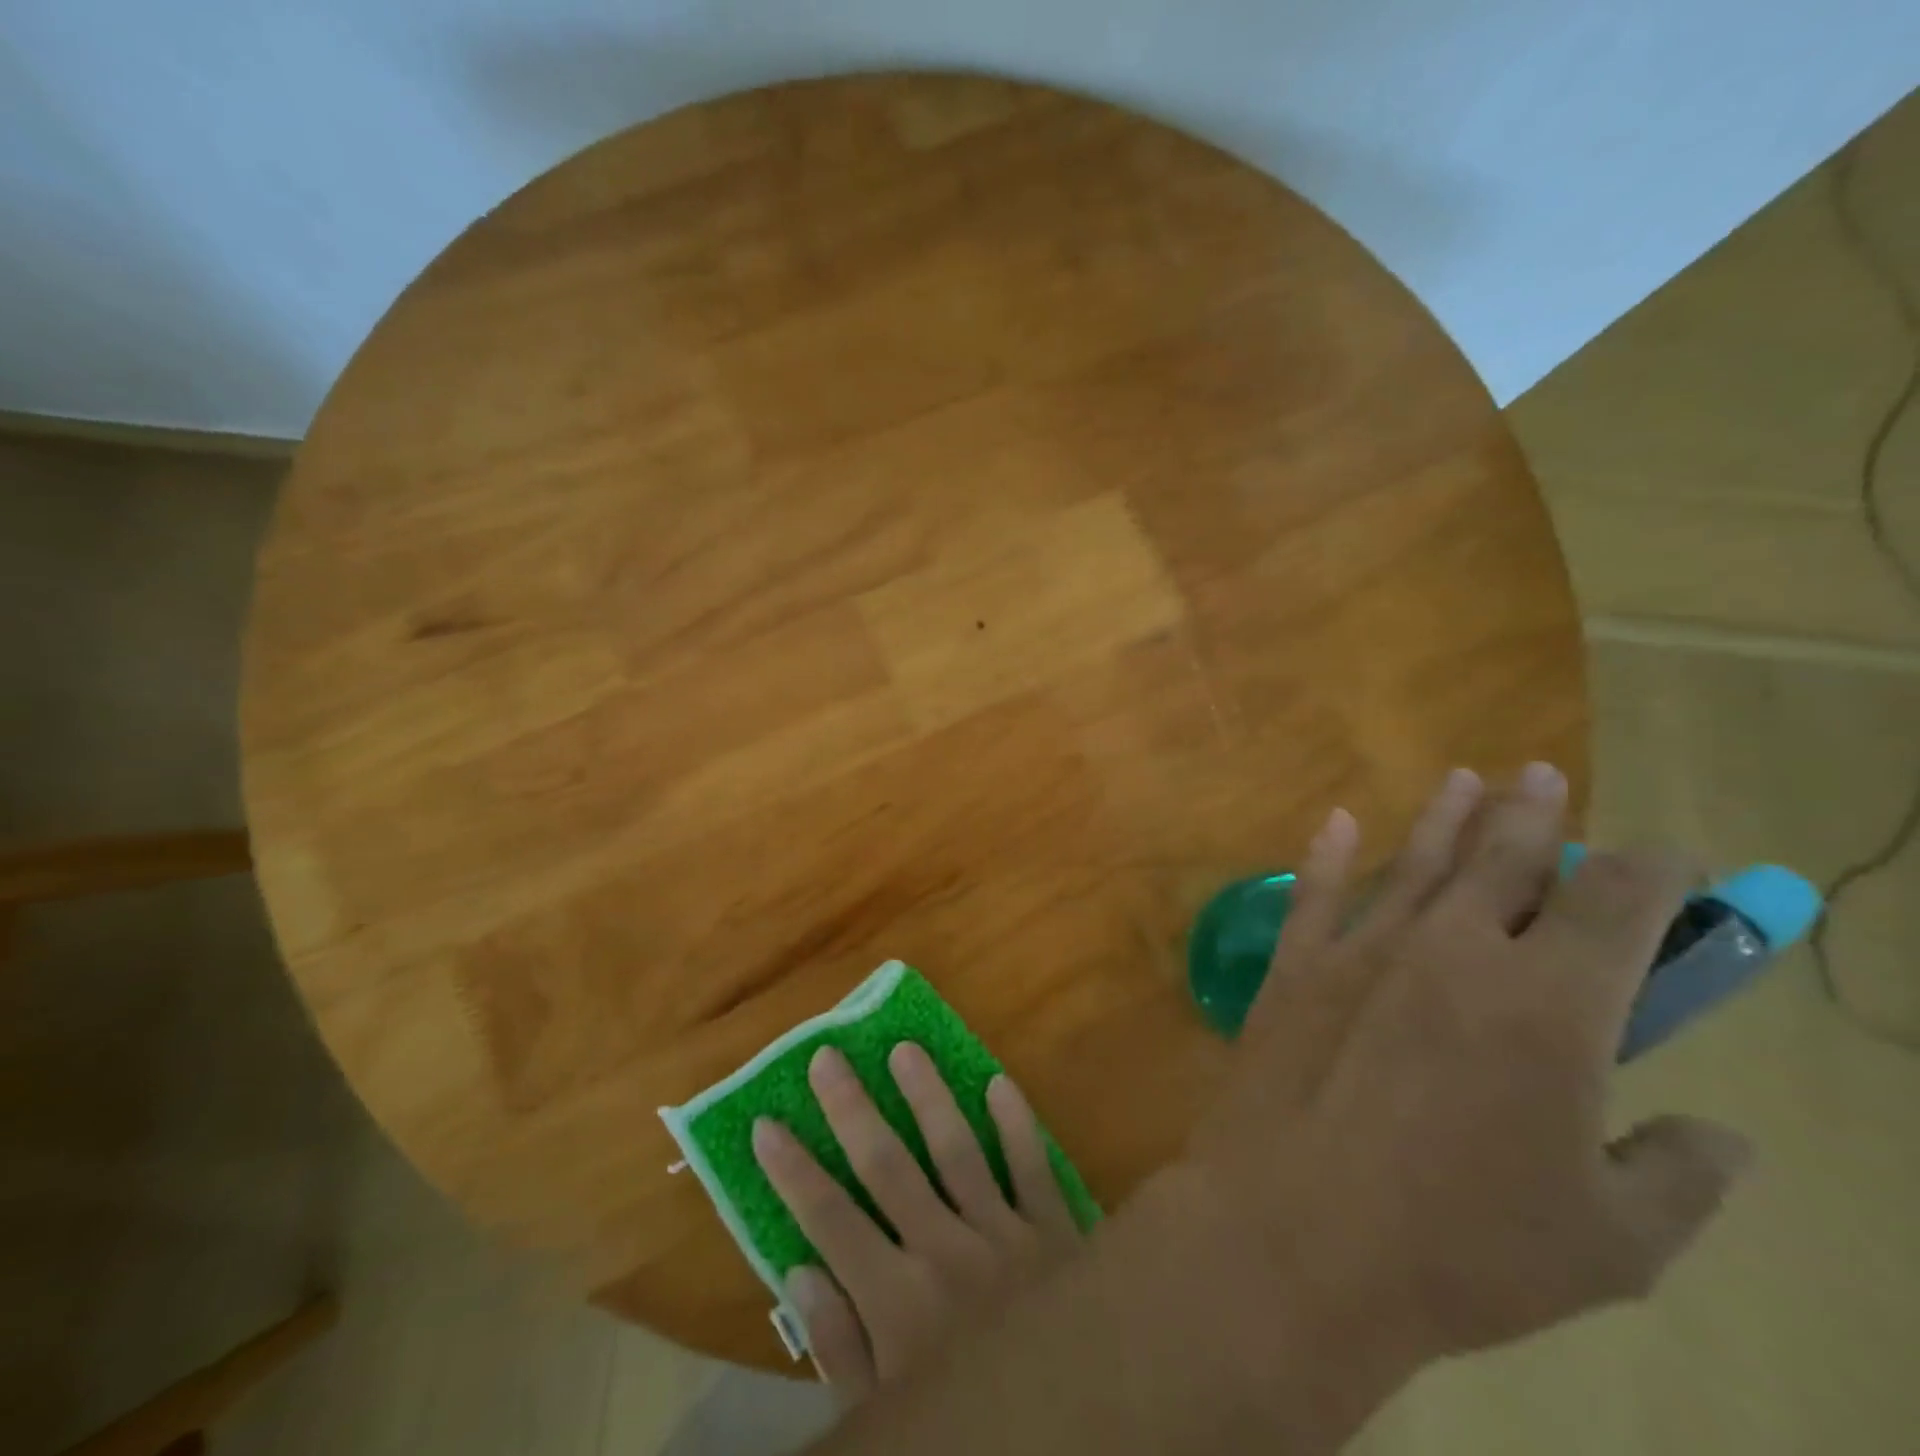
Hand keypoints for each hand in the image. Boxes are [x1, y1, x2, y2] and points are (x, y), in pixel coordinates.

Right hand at [752, 1043, 1083, 1396]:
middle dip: (852, 1110)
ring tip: (905, 1048)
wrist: (1075, 1426)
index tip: (765, 1123)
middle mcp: (947, 1253)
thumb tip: (799, 1271)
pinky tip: (998, 1083)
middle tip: (828, 1057)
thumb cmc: (968, 1418)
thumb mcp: (887, 1412)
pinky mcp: (1053, 1230)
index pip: (831, 1221)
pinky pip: (1032, 1167)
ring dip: (929, 1096)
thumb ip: (841, 1346)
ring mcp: (1005, 1234)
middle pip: (889, 1167)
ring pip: (957, 1150)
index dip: (794, 1172)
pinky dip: (1017, 1126)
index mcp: (900, 1303)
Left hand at [1183, 764, 1752, 1363]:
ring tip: (1468, 777)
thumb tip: (1722, 1135)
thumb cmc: (1461, 1249)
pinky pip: (1315, 894)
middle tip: (1543, 775)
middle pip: (1505, 861)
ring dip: (1447, 818)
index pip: (1617, 904)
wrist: (1296, 1232)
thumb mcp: (1614, 1242)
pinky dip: (1329, 854)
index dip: (1652, 869)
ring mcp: (1361, 952)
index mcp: (1548, 1005)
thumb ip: (1681, 1176)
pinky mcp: (1294, 968)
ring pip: (1417, 864)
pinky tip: (1338, 820)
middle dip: (1535, 816)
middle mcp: (1451, 952)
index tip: (1668, 857)